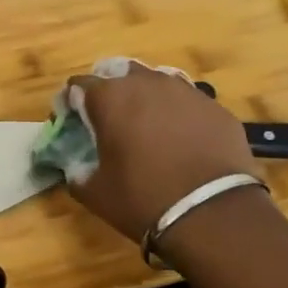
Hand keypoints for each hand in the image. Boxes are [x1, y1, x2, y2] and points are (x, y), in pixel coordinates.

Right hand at [65, 63, 255, 243]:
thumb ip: (76, 171)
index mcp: (109, 98)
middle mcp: (146, 83)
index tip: (72, 123)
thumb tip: (74, 166)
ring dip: (146, 98)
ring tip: (147, 127)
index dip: (70, 103)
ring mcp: (186, 91)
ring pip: (156, 83)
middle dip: (110, 93)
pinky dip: (178, 114)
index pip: (78, 85)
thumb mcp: (94, 192)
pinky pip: (188, 102)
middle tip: (110, 122)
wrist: (213, 213)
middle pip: (119, 74)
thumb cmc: (143, 198)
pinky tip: (181, 140)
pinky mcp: (216, 108)